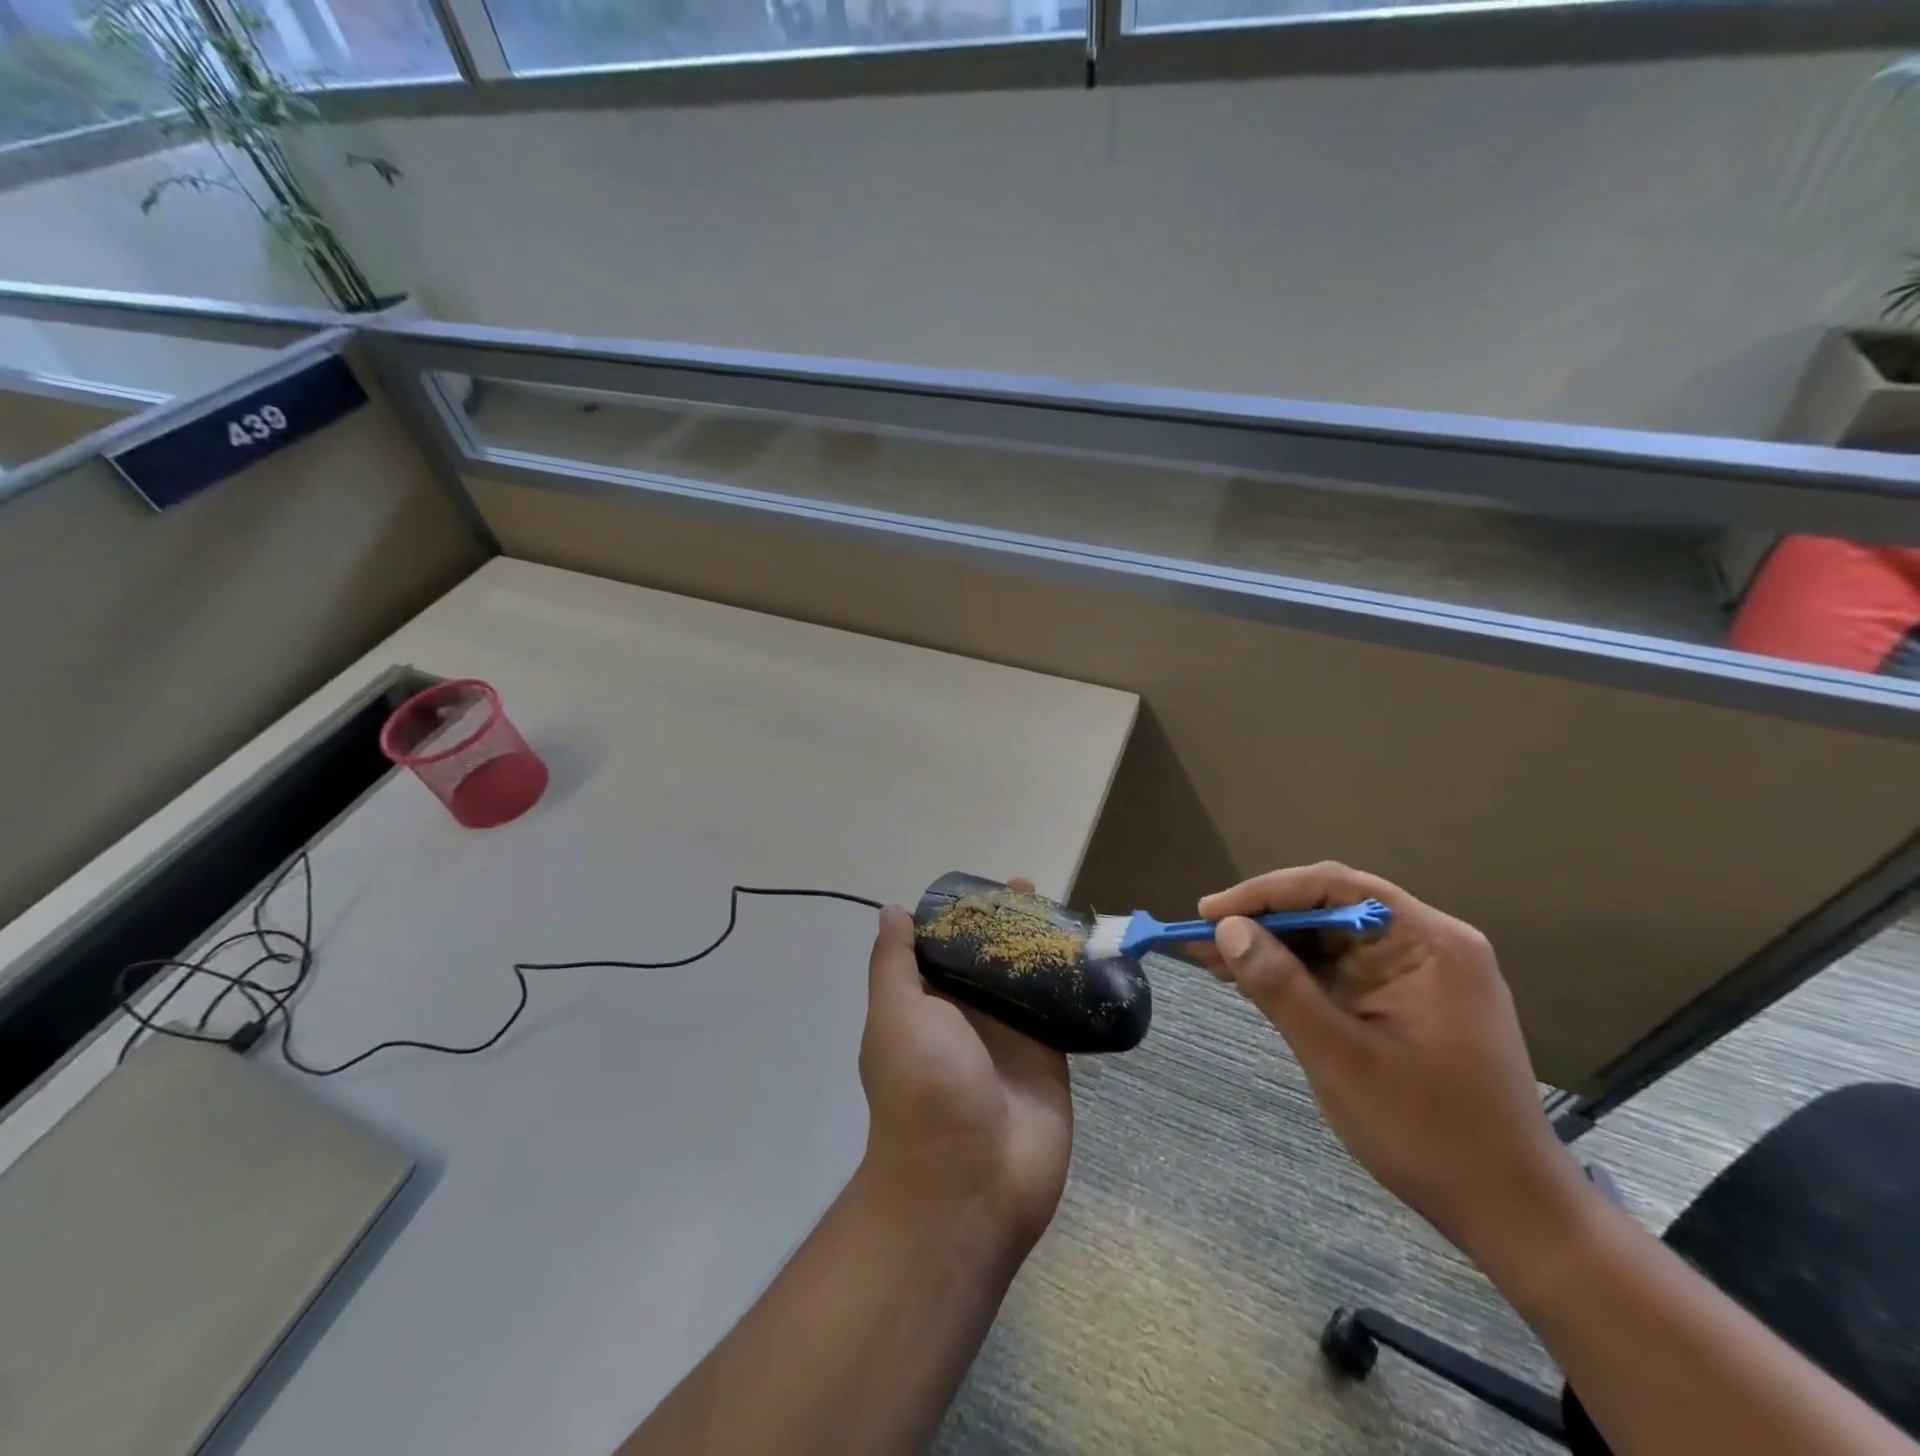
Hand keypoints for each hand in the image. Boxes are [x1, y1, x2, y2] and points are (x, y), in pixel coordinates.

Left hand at [858, 879, 1072, 1257]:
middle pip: (990, 957)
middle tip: (1033, 890)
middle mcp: (968, 1015)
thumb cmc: (924, 1089)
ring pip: (1028, 978)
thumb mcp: (896, 1015)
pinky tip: (1091, 951)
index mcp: (927, 1004)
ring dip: (1042, 946)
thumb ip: (895, 963)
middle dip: (1008, 924)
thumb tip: (892, 911)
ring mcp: (1011, 1035)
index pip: (944, 945)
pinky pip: (1062, 1009)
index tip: (985, 887)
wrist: (970, 1182)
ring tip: (1066, 910)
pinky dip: (1074, 982)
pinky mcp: (1050, 1055)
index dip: (962, 915)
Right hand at [1197, 862, 1586, 1260]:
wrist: (1512, 1214)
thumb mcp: (1340, 1058)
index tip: (1210, 913)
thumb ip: (1281, 987)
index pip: (1335, 889)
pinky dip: (1296, 975)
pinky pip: (1342, 971)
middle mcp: (1428, 945)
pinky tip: (1252, 981)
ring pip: (1331, 941)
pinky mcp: (1407, 1002)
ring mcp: (1420, 974)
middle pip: (1331, 909)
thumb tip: (1227, 929)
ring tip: (1214, 959)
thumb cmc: (1430, 1134)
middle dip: (1264, 921)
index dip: (1266, 893)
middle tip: (1203, 938)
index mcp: (1429, 943)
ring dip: (1274, 948)